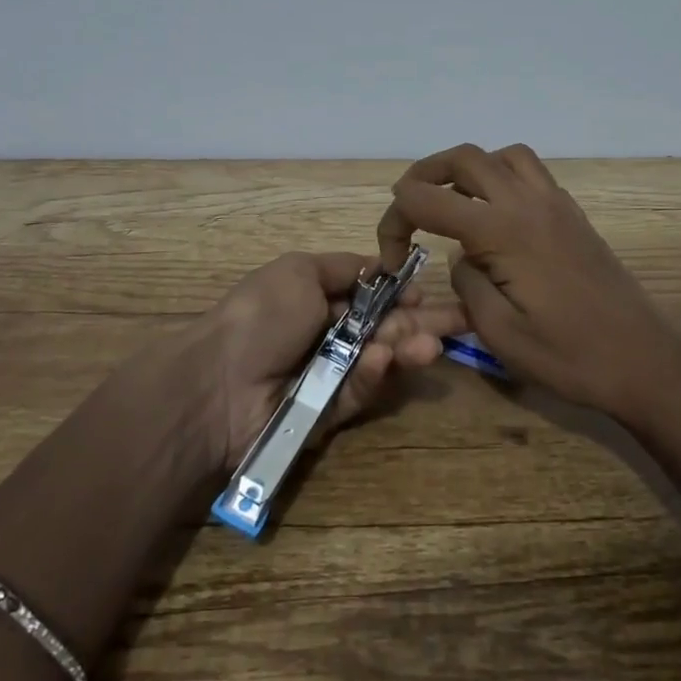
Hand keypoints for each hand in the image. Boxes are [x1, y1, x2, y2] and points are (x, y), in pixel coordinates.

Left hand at [191, 251, 462, 473]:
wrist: (217, 383)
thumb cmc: (261, 315)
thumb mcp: (300, 271)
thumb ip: (346, 268)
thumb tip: (382, 266)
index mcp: (320, 297)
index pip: (374, 295)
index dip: (401, 293)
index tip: (427, 290)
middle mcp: (328, 334)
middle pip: (386, 327)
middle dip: (422, 322)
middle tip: (464, 321)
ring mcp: (330, 375)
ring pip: (381, 361)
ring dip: (408, 349)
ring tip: (433, 345)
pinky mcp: (330, 414)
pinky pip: (360, 392)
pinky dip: (374, 375)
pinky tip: (385, 359)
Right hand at [376, 144, 680, 419]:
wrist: (643, 360)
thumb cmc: (570, 356)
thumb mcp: (499, 334)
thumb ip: (467, 284)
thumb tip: (462, 258)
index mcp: (502, 231)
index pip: (427, 199)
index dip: (395, 222)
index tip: (391, 259)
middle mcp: (527, 202)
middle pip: (463, 158)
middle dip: (423, 175)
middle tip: (407, 209)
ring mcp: (554, 202)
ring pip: (501, 155)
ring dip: (467, 169)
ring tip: (453, 203)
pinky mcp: (572, 212)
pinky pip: (529, 171)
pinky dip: (501, 176)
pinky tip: (497, 215)